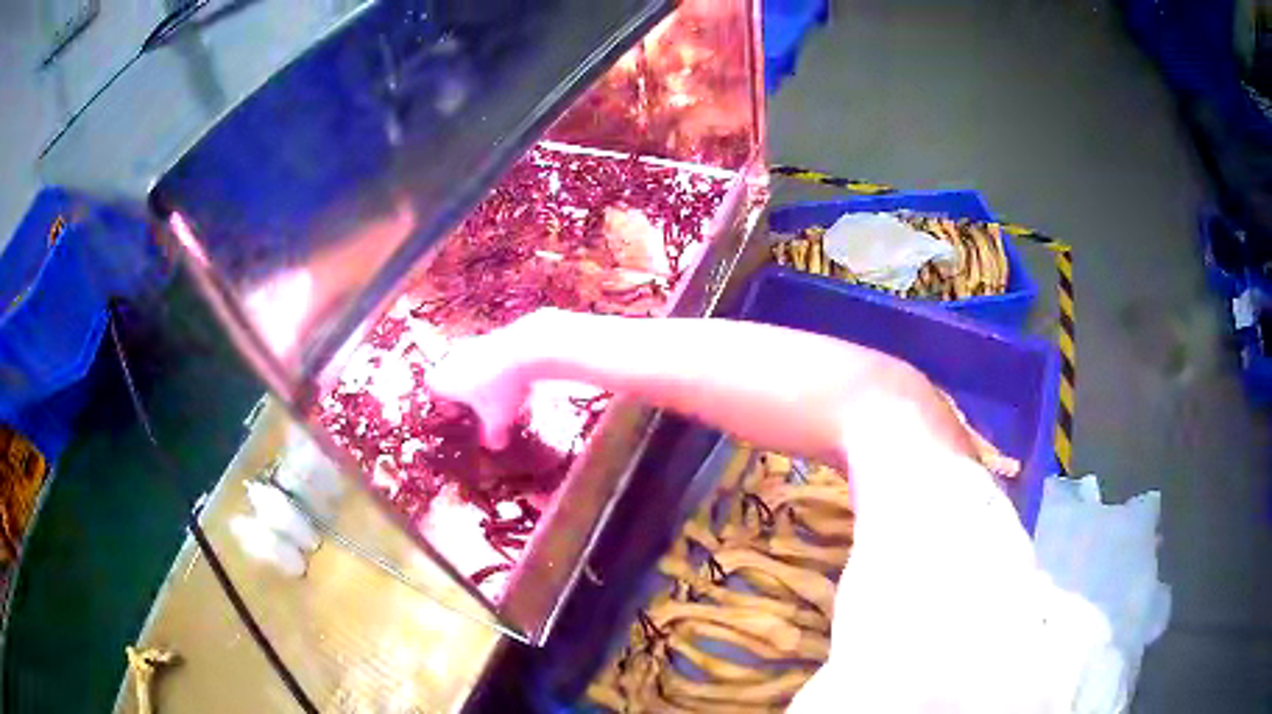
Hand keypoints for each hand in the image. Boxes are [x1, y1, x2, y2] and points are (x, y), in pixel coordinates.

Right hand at [427, 311, 555, 449]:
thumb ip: (493, 434)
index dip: (444, 403)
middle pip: (449, 375)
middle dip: (463, 392)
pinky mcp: (489, 335)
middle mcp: (452, 359)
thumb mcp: (498, 419)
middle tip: (479, 405)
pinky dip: (494, 366)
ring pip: (468, 364)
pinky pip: (486, 354)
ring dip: (480, 378)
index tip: (460, 414)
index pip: (432, 388)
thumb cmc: (502, 387)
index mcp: (444, 379)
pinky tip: (513, 377)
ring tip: (500, 393)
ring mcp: (470, 344)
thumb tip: (495, 445)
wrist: (523, 349)